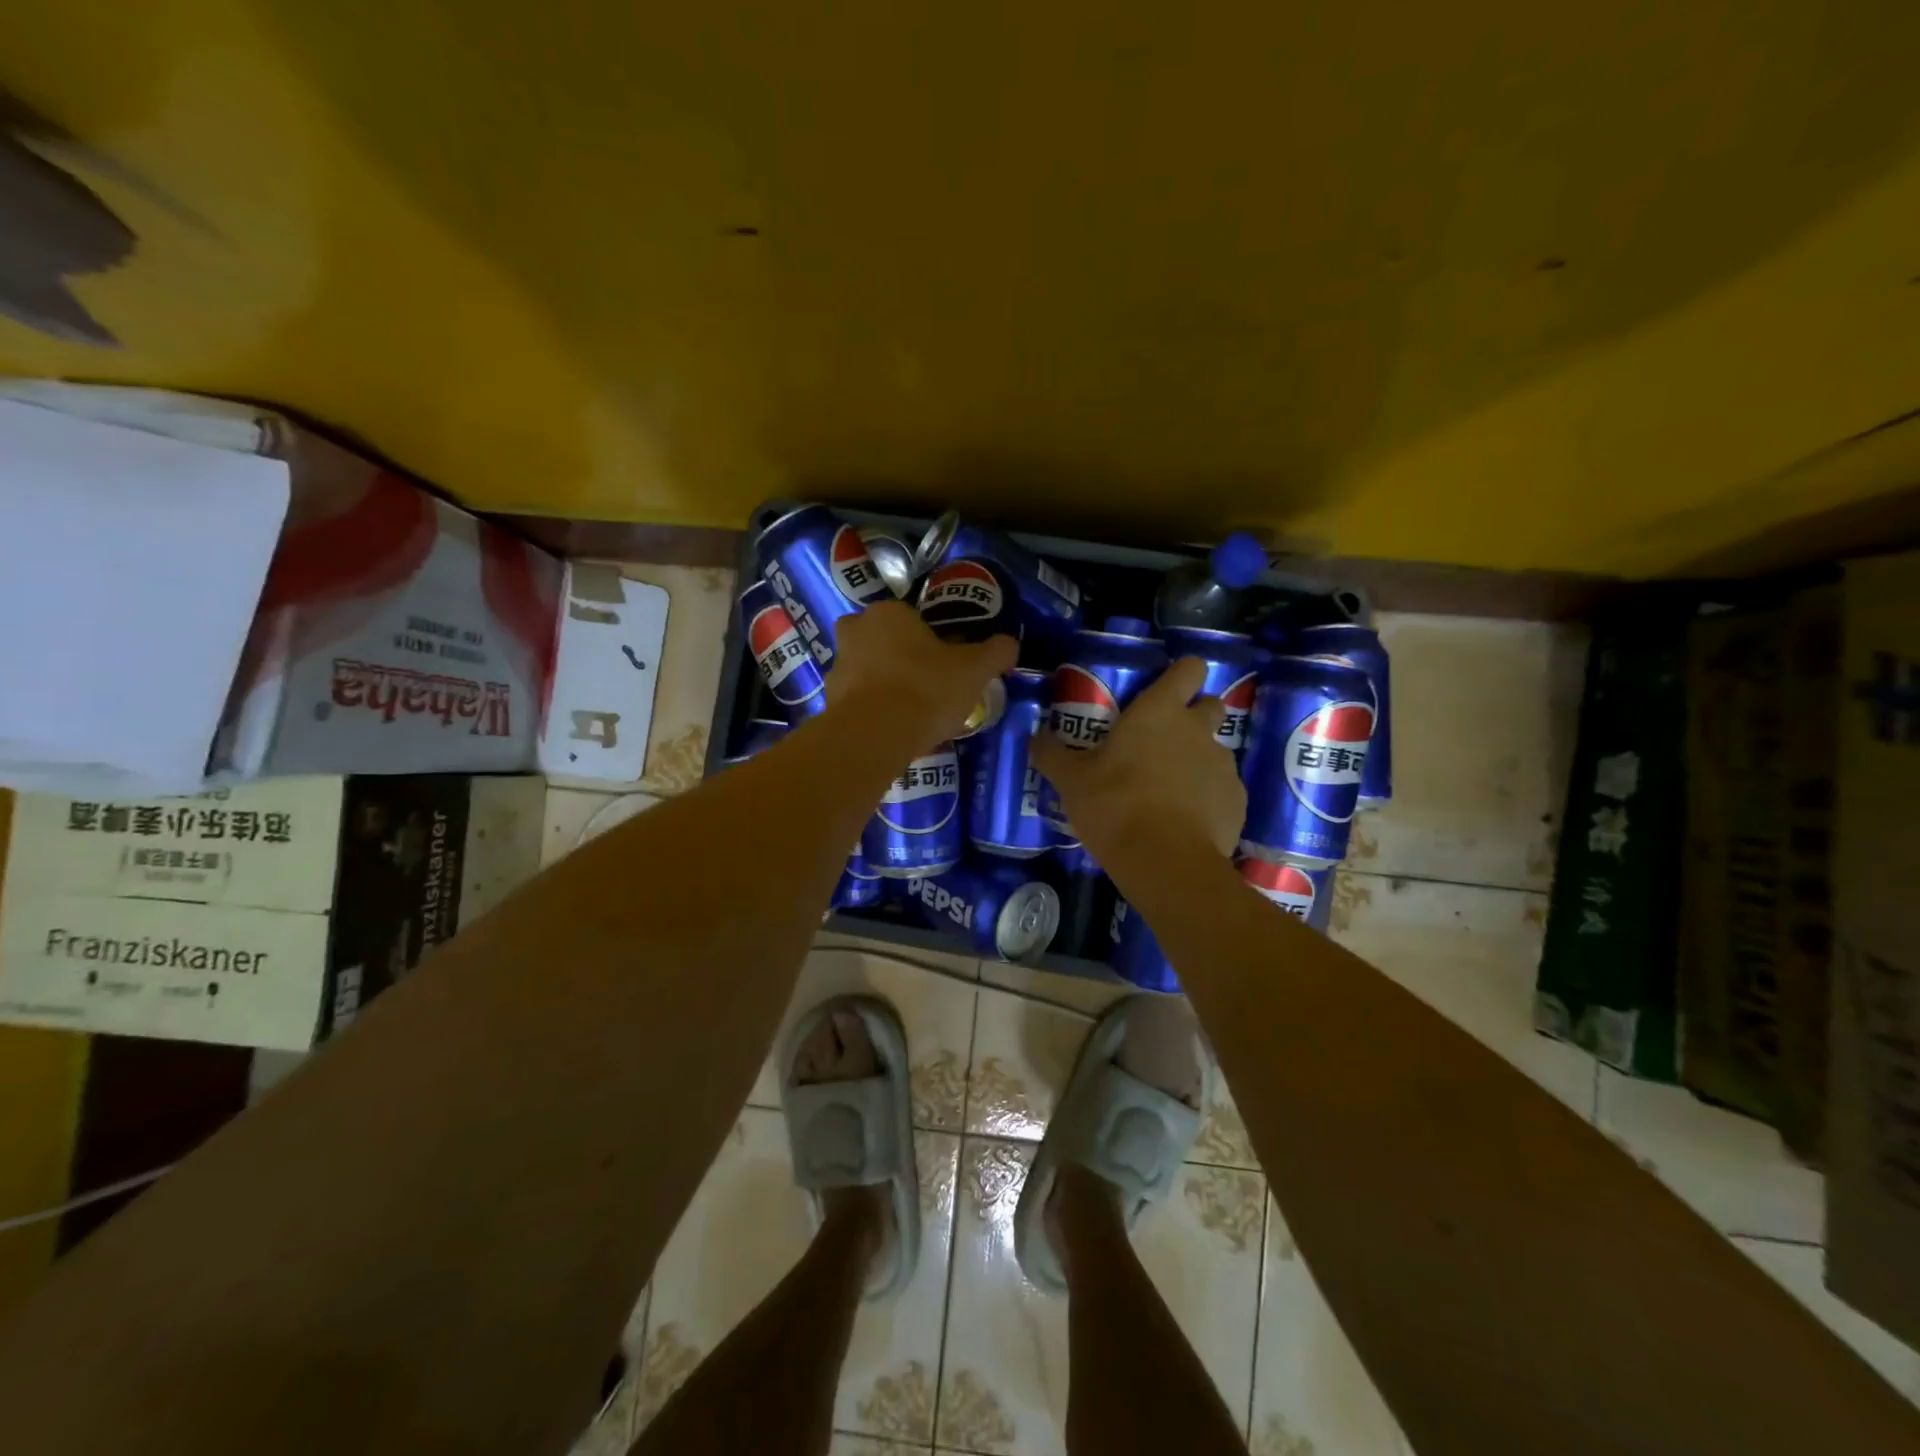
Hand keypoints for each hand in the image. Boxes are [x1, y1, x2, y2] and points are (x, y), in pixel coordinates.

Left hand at [829, 600, 1017, 745]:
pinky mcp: (829, 701)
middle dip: (899, 656)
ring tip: (912, 711)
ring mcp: (838, 667)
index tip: (947, 662)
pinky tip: (894, 729)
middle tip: (926, 682)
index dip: (931, 638)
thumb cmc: (926, 689)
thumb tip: (1011, 643)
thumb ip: (995, 652)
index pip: (911, 616)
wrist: (875, 736)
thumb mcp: (974, 670)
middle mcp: (855, 631)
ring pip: (866, 669)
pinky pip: (857, 700)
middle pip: (882, 638)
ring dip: (883, 683)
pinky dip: (872, 709)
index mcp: (888, 613)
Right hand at [1032, 656, 1245, 862]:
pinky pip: (1222, 789)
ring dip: (1196, 760)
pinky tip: (1184, 821)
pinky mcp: (1236, 801)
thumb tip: (1034, 738)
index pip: (1189, 669)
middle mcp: (1197, 729)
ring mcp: (1223, 765)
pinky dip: (1207, 798)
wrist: (1166, 862)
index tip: (1165, 689)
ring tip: (1168, 790)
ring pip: (1215, 750)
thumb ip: (1052, 754)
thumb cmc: (1114, 805)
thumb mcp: (1071, 781)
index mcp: (1159, 711)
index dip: (1181, 674)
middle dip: (1193, 716)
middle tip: (1161, 742)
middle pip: (1209, 705)